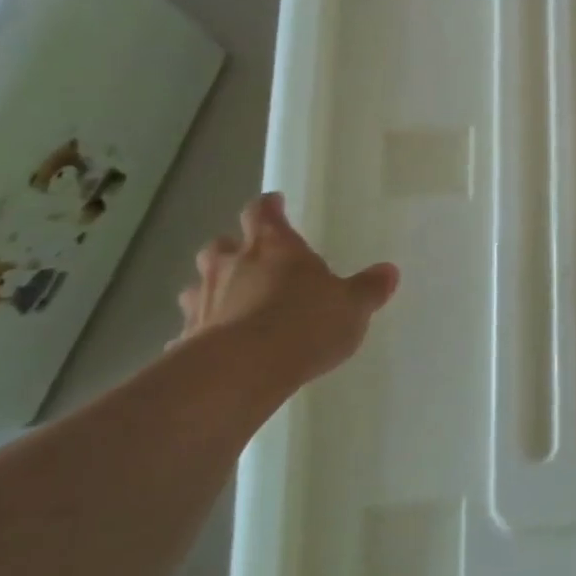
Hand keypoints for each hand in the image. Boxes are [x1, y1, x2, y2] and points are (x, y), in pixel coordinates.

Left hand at [173, 192, 398, 383]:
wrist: (242, 372)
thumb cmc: (305, 323)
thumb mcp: (353, 306)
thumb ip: (369, 288)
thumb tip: (389, 271)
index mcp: (273, 246)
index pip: (263, 212)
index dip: (269, 207)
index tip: (274, 203)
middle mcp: (232, 266)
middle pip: (221, 245)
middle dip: (232, 248)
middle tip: (247, 257)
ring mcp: (204, 302)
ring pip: (197, 284)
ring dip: (210, 288)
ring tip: (228, 301)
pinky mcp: (187, 340)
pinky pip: (191, 329)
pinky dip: (201, 332)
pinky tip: (213, 347)